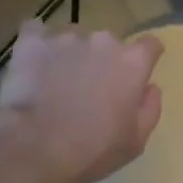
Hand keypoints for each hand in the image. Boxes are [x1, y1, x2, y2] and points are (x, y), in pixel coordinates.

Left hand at [0, 21, 163, 182]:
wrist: (34, 147)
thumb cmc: (92, 150)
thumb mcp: (135, 141)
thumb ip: (150, 108)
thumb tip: (150, 87)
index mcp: (132, 62)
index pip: (149, 45)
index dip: (144, 59)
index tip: (134, 76)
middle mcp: (103, 40)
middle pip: (108, 43)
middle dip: (102, 60)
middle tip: (88, 89)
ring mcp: (65, 36)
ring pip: (73, 38)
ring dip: (70, 54)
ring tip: (54, 81)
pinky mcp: (32, 39)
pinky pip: (37, 32)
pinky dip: (37, 45)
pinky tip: (31, 65)